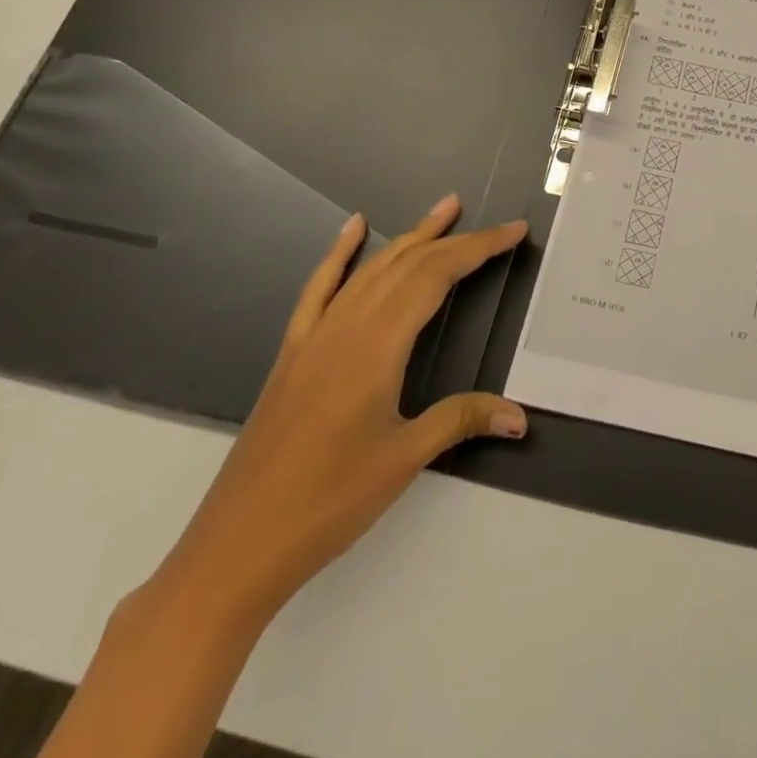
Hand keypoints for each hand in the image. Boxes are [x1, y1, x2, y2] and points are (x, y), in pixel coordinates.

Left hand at [152, 196, 526, 630]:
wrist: (236, 547)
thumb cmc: (327, 502)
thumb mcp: (405, 459)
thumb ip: (462, 420)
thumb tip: (520, 415)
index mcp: (376, 346)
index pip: (436, 278)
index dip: (478, 249)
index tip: (513, 231)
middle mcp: (346, 328)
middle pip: (408, 266)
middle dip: (455, 240)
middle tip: (495, 224)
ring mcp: (315, 337)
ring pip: (370, 270)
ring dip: (410, 237)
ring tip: (443, 210)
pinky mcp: (294, 353)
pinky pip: (319, 289)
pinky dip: (338, 254)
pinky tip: (352, 229)